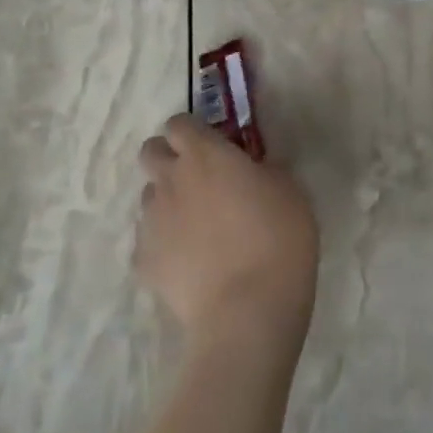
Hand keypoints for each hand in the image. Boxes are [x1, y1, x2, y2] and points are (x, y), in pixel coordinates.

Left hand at [136, 114, 318, 353]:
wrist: (247, 310)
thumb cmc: (278, 238)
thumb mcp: (290, 190)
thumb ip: (266, 168)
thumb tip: (254, 167)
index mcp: (204, 154)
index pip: (179, 122)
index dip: (194, 131)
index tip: (215, 145)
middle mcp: (170, 180)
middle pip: (150, 152)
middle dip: (169, 157)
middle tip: (200, 178)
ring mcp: (151, 221)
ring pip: (149, 196)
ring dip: (169, 201)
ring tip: (199, 227)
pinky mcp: (143, 261)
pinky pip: (149, 240)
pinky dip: (165, 244)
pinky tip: (191, 263)